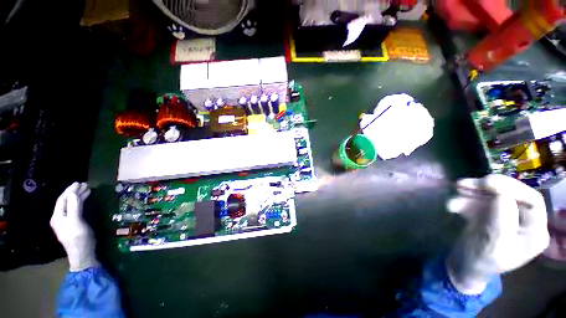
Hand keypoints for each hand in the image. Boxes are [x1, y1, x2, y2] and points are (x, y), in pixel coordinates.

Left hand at [50, 182, 98, 271]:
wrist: (83, 254)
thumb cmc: (79, 239)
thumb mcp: (76, 223)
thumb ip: (74, 208)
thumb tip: (74, 193)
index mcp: (58, 217)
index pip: (62, 200)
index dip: (70, 191)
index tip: (79, 183)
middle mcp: (60, 217)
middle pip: (66, 201)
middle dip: (74, 192)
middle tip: (84, 184)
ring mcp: (67, 221)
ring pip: (71, 205)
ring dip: (78, 196)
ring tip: (87, 189)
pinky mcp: (74, 223)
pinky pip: (75, 209)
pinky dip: (80, 202)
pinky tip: (85, 199)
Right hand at [446, 174, 549, 293]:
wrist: (463, 266)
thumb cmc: (481, 262)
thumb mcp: (493, 246)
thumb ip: (501, 222)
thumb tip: (502, 194)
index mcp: (534, 232)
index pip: (532, 202)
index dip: (513, 189)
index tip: (487, 182)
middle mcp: (523, 221)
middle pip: (512, 194)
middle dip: (489, 187)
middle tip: (465, 184)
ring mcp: (505, 215)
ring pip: (493, 194)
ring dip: (473, 191)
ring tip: (456, 190)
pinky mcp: (489, 213)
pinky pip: (479, 200)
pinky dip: (465, 199)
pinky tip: (453, 205)